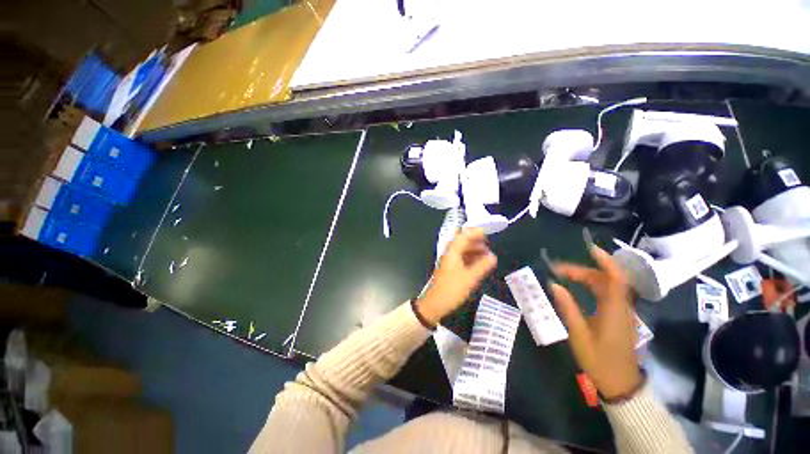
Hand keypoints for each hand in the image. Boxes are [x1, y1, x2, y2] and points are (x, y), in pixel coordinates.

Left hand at [417, 228, 497, 326]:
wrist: (435, 304)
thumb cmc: (452, 289)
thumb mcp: (470, 278)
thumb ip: (483, 265)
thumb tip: (493, 256)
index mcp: (452, 252)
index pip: (463, 236)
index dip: (475, 232)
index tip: (487, 232)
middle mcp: (450, 254)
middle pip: (462, 242)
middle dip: (475, 241)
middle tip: (489, 244)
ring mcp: (449, 261)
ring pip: (462, 250)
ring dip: (473, 250)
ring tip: (487, 254)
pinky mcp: (450, 269)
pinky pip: (461, 258)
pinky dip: (470, 258)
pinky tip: (479, 263)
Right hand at [548, 244, 641, 399]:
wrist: (620, 383)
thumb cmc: (599, 359)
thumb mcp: (579, 334)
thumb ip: (567, 307)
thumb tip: (554, 284)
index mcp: (613, 310)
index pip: (614, 278)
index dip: (605, 260)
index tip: (589, 248)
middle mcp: (621, 306)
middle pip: (607, 279)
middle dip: (583, 270)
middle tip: (558, 270)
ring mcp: (623, 312)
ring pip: (607, 286)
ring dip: (587, 277)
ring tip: (564, 275)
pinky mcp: (620, 317)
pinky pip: (608, 294)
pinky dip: (593, 285)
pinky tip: (580, 287)